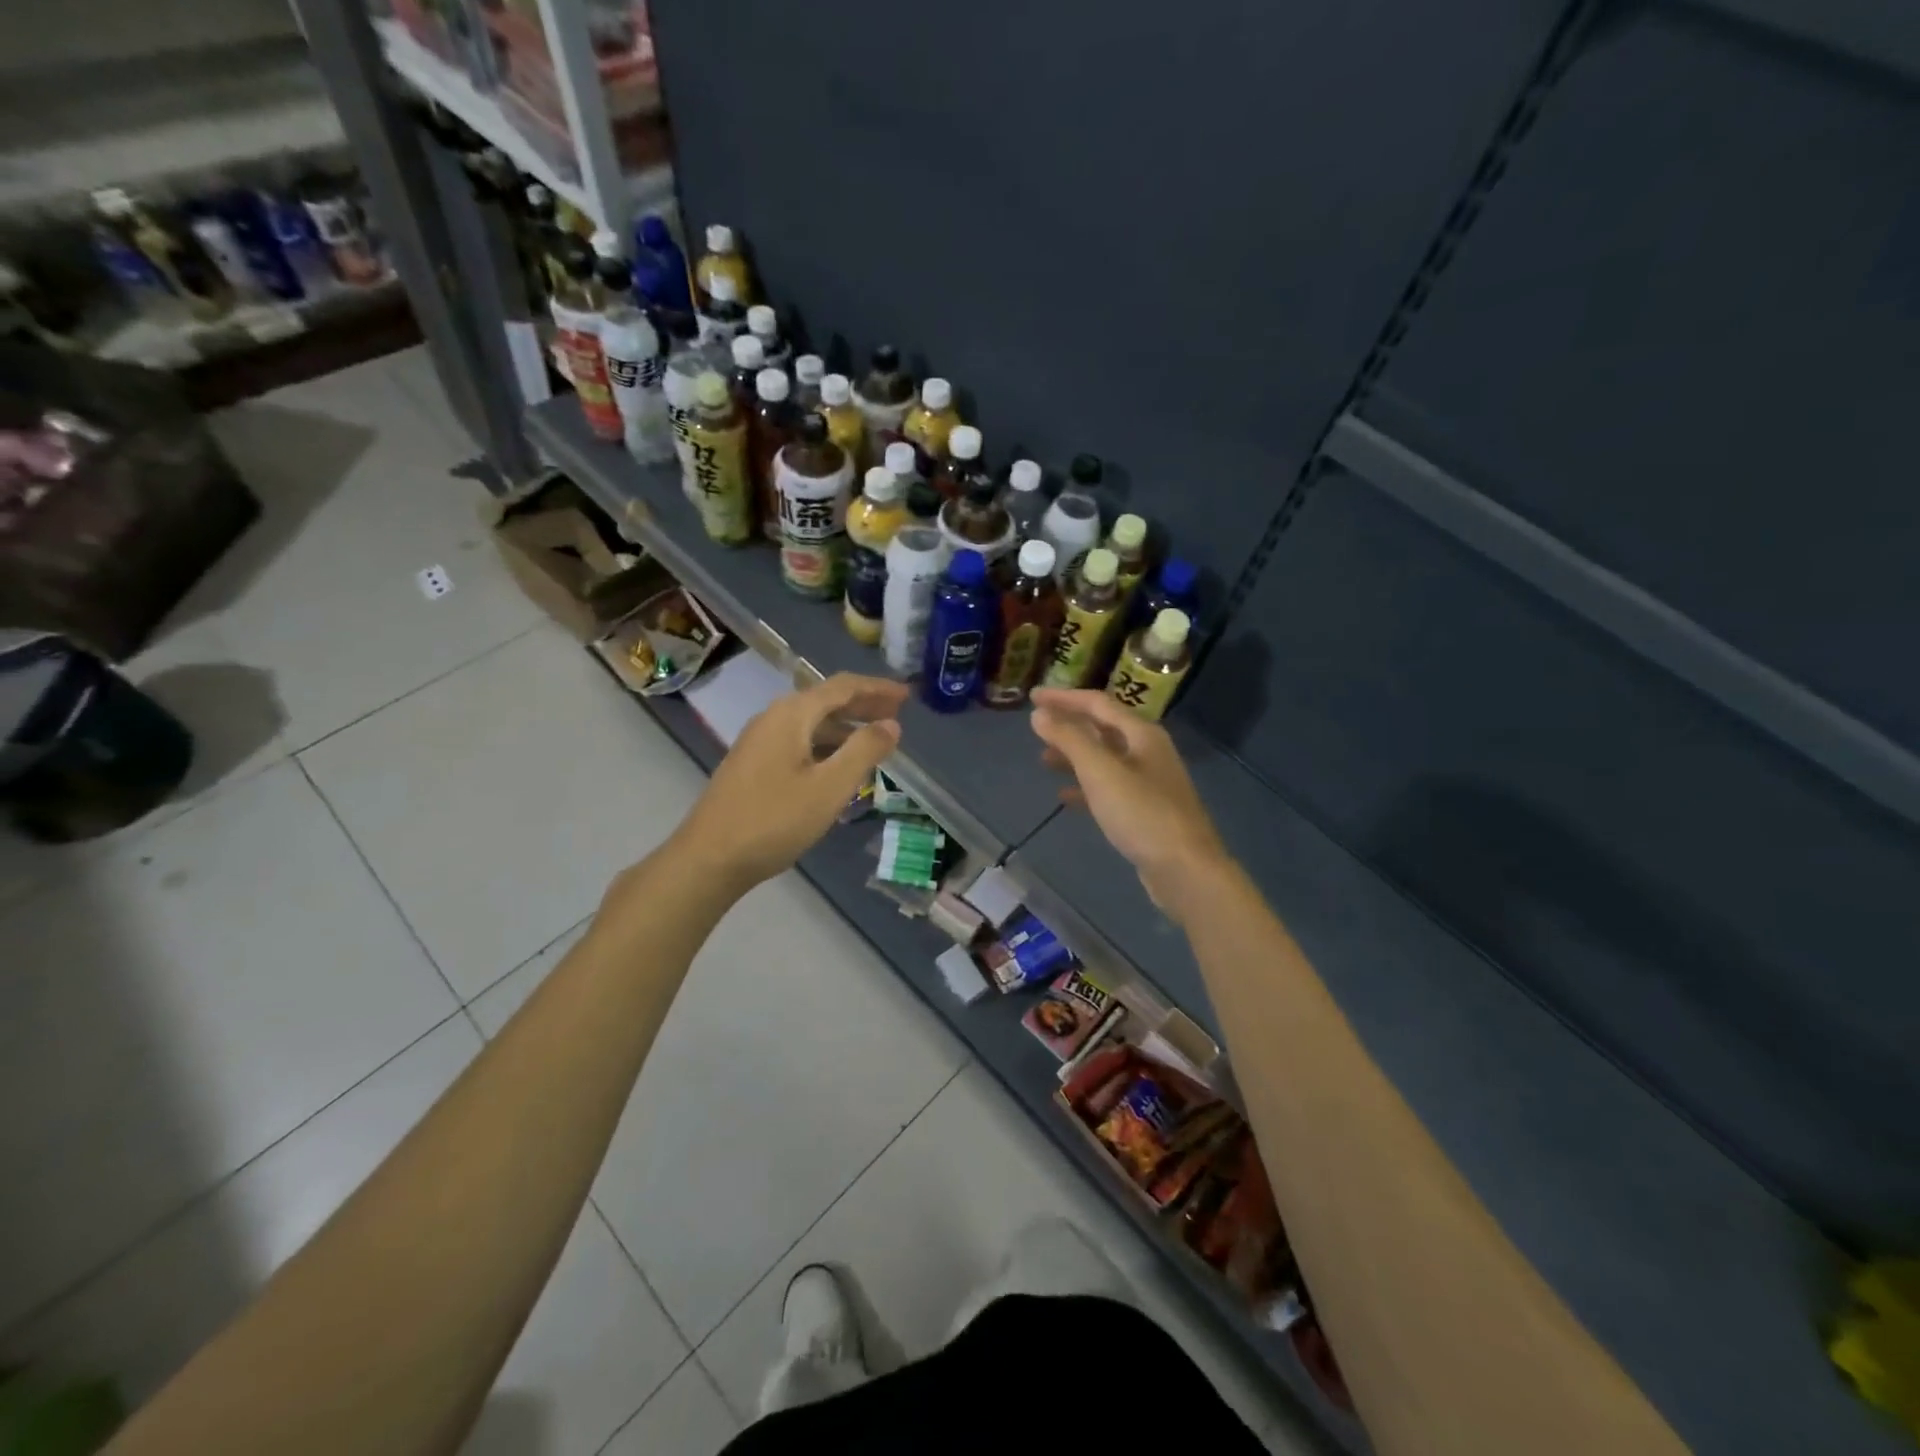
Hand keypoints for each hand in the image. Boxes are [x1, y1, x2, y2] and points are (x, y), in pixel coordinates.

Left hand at [673, 672, 907, 893]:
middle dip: (863, 705)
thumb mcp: (829, 787)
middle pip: (825, 700)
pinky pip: (799, 741)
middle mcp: (773, 718)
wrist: (709, 858)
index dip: (877, 688)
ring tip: (875, 740)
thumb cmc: (774, 821)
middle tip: (897, 713)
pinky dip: (826, 744)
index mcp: (792, 715)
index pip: (842, 687)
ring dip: (845, 727)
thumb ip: (864, 751)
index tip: (907, 695)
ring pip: (811, 723)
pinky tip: (839, 765)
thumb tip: (891, 724)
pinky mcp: (753, 764)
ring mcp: (759, 741)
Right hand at [1029, 688, 1231, 921]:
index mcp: (1142, 734)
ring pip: (1104, 758)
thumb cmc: (1142, 814)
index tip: (1033, 696)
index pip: (1098, 703)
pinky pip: (1109, 788)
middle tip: (1036, 727)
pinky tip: (1065, 796)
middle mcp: (1148, 752)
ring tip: (1043, 760)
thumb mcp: (1100, 772)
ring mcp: (1149, 782)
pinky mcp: (1145, 810)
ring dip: (1074, 755)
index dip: (1064, 697)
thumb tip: (1039, 713)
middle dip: (1069, 725)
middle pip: (1103, 728)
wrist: (1186, 869)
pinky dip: (1085, 786)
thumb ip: (1069, 739)